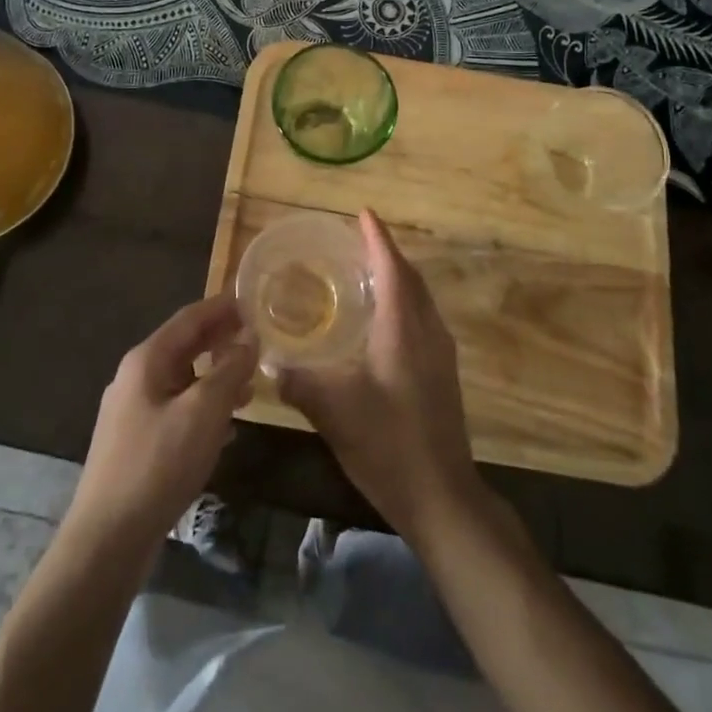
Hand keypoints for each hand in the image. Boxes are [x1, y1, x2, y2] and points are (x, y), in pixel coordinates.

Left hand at [67, 294, 256, 552]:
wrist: (107, 539)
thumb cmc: (158, 464)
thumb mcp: (204, 412)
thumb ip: (229, 370)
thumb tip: (249, 337)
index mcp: (146, 359)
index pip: (189, 317)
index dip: (222, 307)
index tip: (252, 300)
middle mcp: (135, 377)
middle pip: (184, 345)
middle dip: (220, 339)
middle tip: (256, 337)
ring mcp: (132, 410)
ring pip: (182, 379)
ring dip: (215, 375)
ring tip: (250, 382)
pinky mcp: (135, 442)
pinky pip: (176, 408)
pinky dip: (203, 406)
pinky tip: (226, 426)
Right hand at [278, 208, 484, 549]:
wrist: (443, 497)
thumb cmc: (388, 445)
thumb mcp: (333, 412)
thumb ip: (298, 382)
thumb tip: (268, 361)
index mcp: (404, 329)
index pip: (392, 268)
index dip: (377, 239)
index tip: (363, 213)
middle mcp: (427, 332)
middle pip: (410, 278)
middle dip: (387, 253)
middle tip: (358, 239)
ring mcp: (440, 353)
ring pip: (420, 299)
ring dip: (398, 277)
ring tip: (367, 270)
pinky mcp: (442, 373)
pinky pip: (423, 318)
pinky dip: (404, 302)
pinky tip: (383, 320)